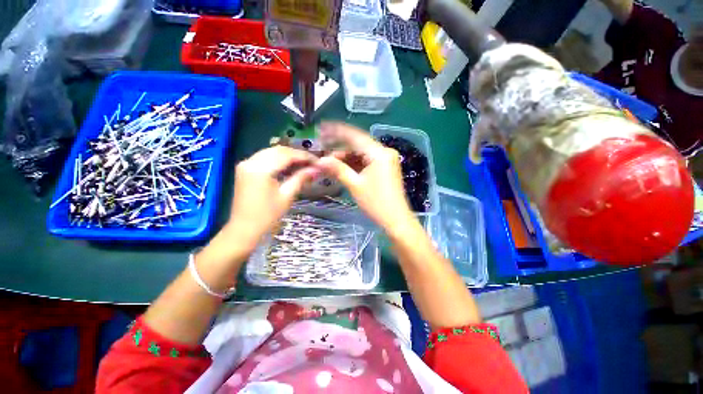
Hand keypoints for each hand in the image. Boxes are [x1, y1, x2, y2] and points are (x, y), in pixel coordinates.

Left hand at [227, 146, 319, 248]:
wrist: (244, 228)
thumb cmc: (267, 215)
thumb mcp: (287, 196)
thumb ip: (301, 178)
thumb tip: (316, 169)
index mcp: (260, 169)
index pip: (286, 155)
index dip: (304, 156)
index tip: (317, 161)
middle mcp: (250, 161)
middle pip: (278, 150)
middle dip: (297, 155)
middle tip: (311, 163)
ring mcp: (245, 164)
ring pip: (271, 152)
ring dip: (288, 156)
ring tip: (303, 164)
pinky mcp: (245, 169)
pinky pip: (264, 158)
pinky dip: (278, 160)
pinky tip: (289, 166)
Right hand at [316, 122, 414, 230]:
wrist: (396, 220)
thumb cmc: (376, 203)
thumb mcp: (355, 185)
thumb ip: (338, 169)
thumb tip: (320, 160)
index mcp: (379, 153)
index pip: (355, 136)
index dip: (336, 132)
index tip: (321, 128)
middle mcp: (385, 152)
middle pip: (358, 145)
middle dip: (340, 148)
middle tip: (323, 150)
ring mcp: (386, 160)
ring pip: (362, 154)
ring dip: (346, 158)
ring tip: (329, 162)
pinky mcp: (386, 168)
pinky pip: (367, 161)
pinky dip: (355, 164)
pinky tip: (343, 167)